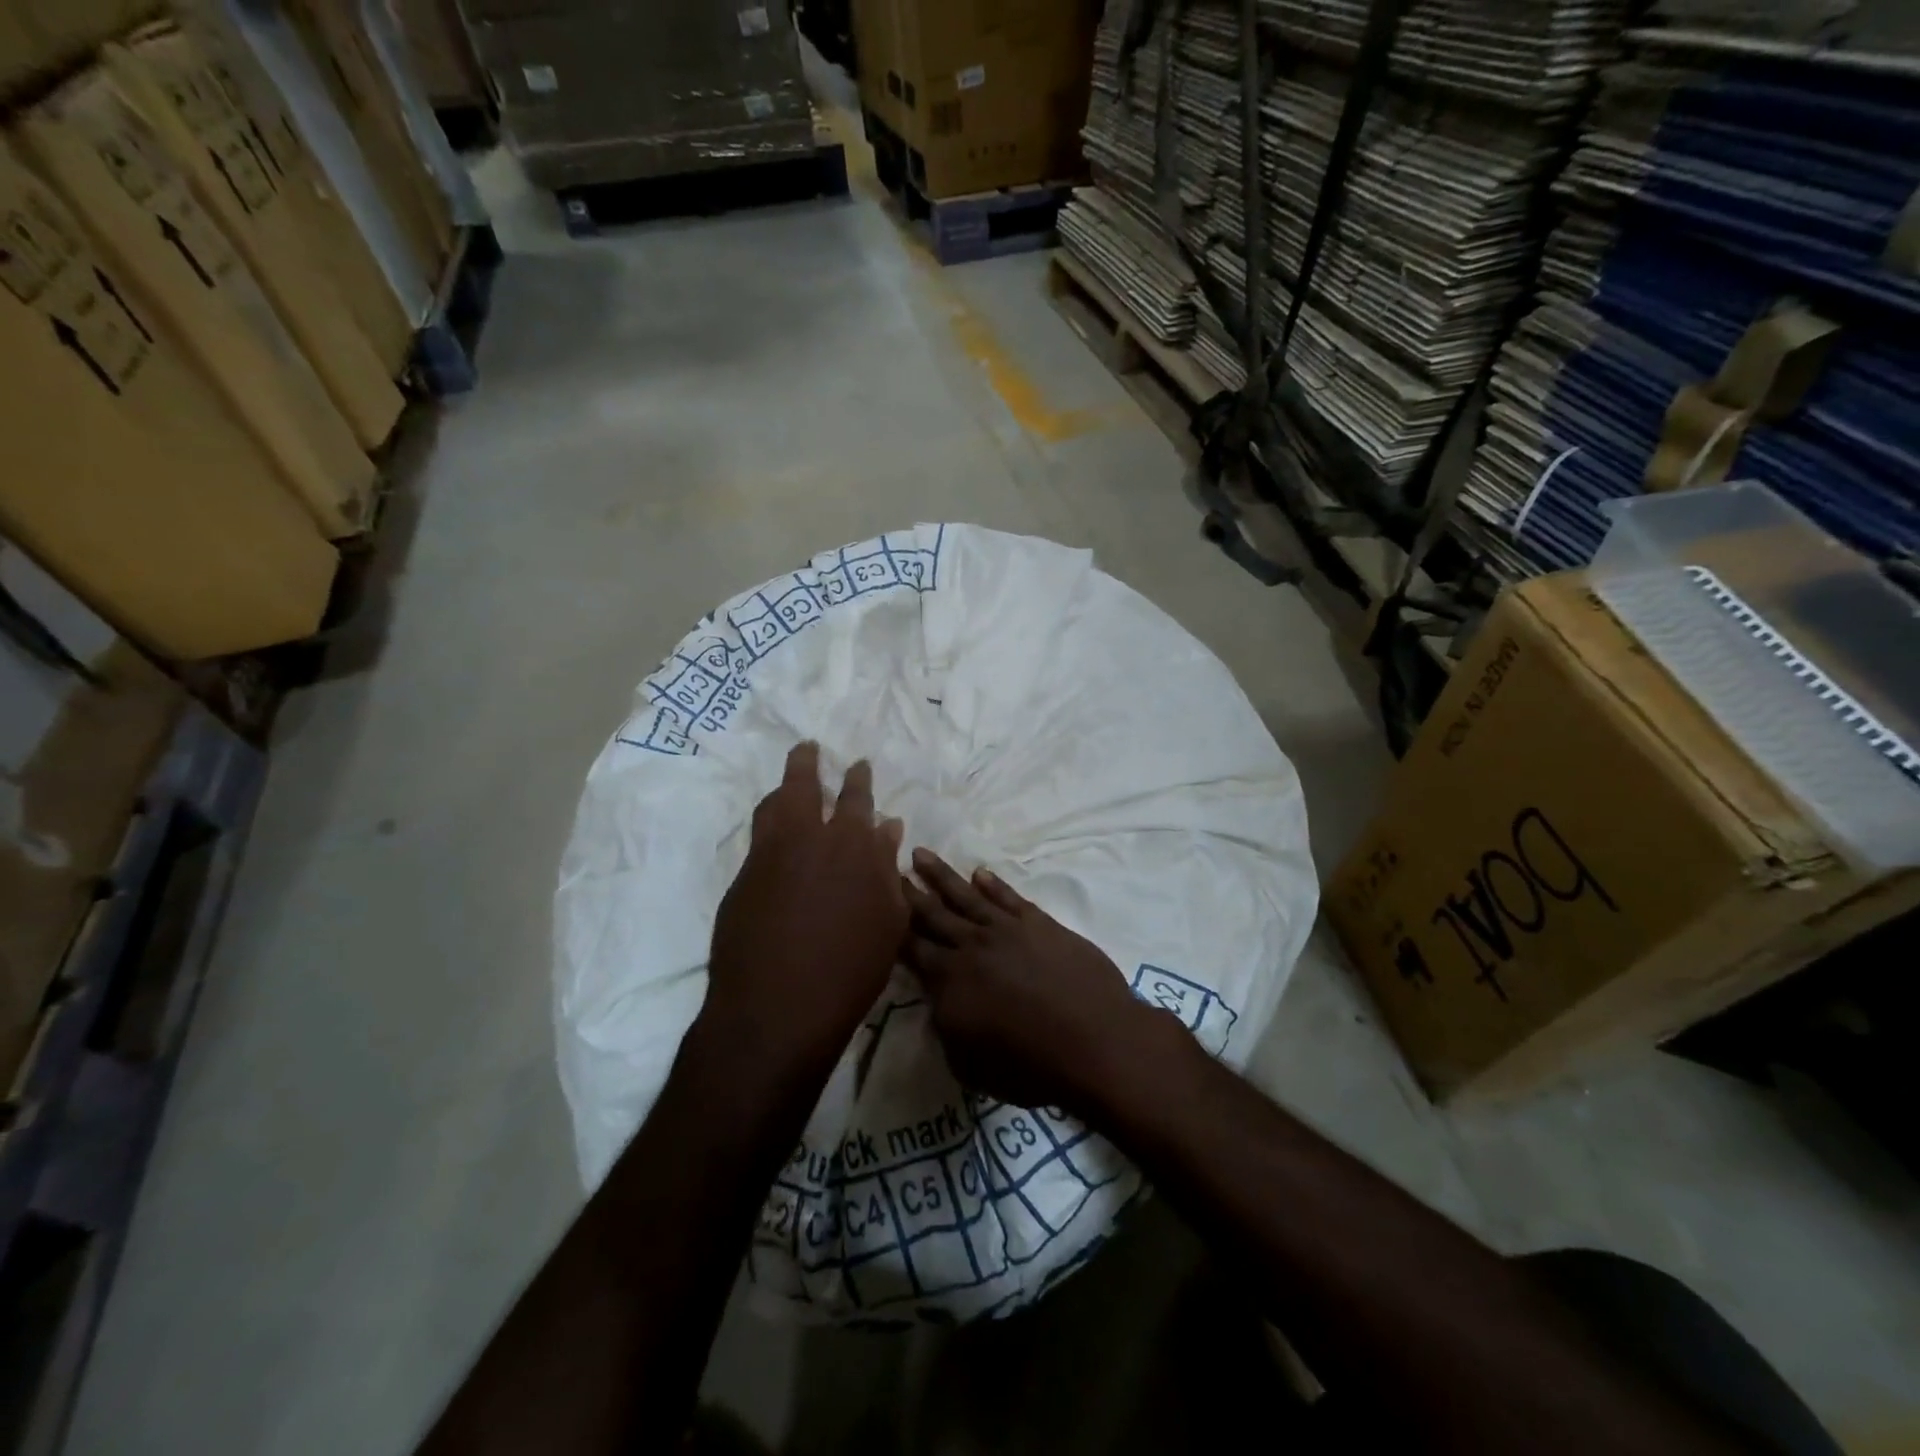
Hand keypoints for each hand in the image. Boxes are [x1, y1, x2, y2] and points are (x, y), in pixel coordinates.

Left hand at [704, 743, 906, 1076]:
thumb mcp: (888, 921)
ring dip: (783, 788)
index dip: (859, 779)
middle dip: (808, 763)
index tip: (859, 764)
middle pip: (804, 786)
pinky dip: (769, 822)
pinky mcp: (742, 878)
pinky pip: (758, 836)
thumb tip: (888, 828)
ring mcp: (768, 856)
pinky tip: (774, 831)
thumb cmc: (850, 969)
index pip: (857, 799)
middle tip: (809, 747)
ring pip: (773, 805)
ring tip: (789, 781)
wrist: (777, 1008)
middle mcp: (807, 838)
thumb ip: (886, 868)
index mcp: (852, 845)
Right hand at [903, 849, 1174, 1115]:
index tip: (877, 904)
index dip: (893, 927)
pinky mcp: (1039, 923)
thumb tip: (939, 1004)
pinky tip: (980, 872)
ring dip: (942, 875)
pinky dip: (993, 883)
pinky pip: (1009, 896)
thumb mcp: (970, 1065)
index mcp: (949, 981)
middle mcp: (971, 946)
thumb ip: (946, 1029)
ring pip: (966, 895)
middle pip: (933, 914)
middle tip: (890, 867)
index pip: (912, 948)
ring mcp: (1007, 929)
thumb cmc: (1030, 1065)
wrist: (1094, 1041)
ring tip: (922, 853)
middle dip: (909, 892)